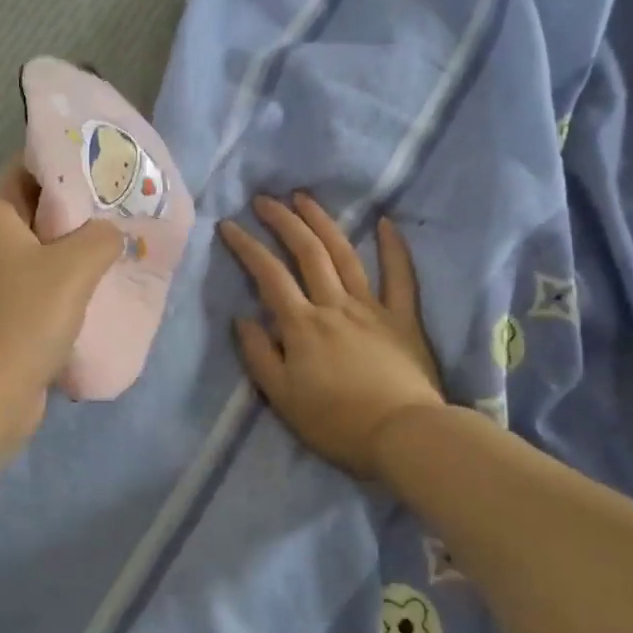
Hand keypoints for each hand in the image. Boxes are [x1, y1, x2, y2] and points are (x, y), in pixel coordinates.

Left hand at [0, 162, 124, 449]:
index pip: (29, 167)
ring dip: (81, 251)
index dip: (68, 161)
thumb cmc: (22, 318)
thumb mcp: (73, 266)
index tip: (110, 162)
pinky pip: (44, 287)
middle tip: (130, 205)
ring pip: (46, 252)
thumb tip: (111, 234)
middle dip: (83, 209)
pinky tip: (107, 289)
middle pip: (41, 210)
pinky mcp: (6, 316)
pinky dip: (72, 285)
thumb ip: (101, 236)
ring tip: (127, 244)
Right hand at [220, 193, 445, 478]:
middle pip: (307, 253)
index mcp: (302, 325)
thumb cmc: (335, 422)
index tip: (228, 224)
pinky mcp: (403, 319)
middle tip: (265, 199)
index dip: (247, 246)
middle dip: (283, 221)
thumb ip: (259, 355)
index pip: (268, 275)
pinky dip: (393, 248)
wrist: (403, 435)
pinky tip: (385, 222)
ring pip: (345, 255)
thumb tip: (242, 318)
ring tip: (305, 198)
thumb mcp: (282, 397)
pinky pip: (400, 277)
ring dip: (323, 223)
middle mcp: (334, 305)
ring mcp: (372, 308)